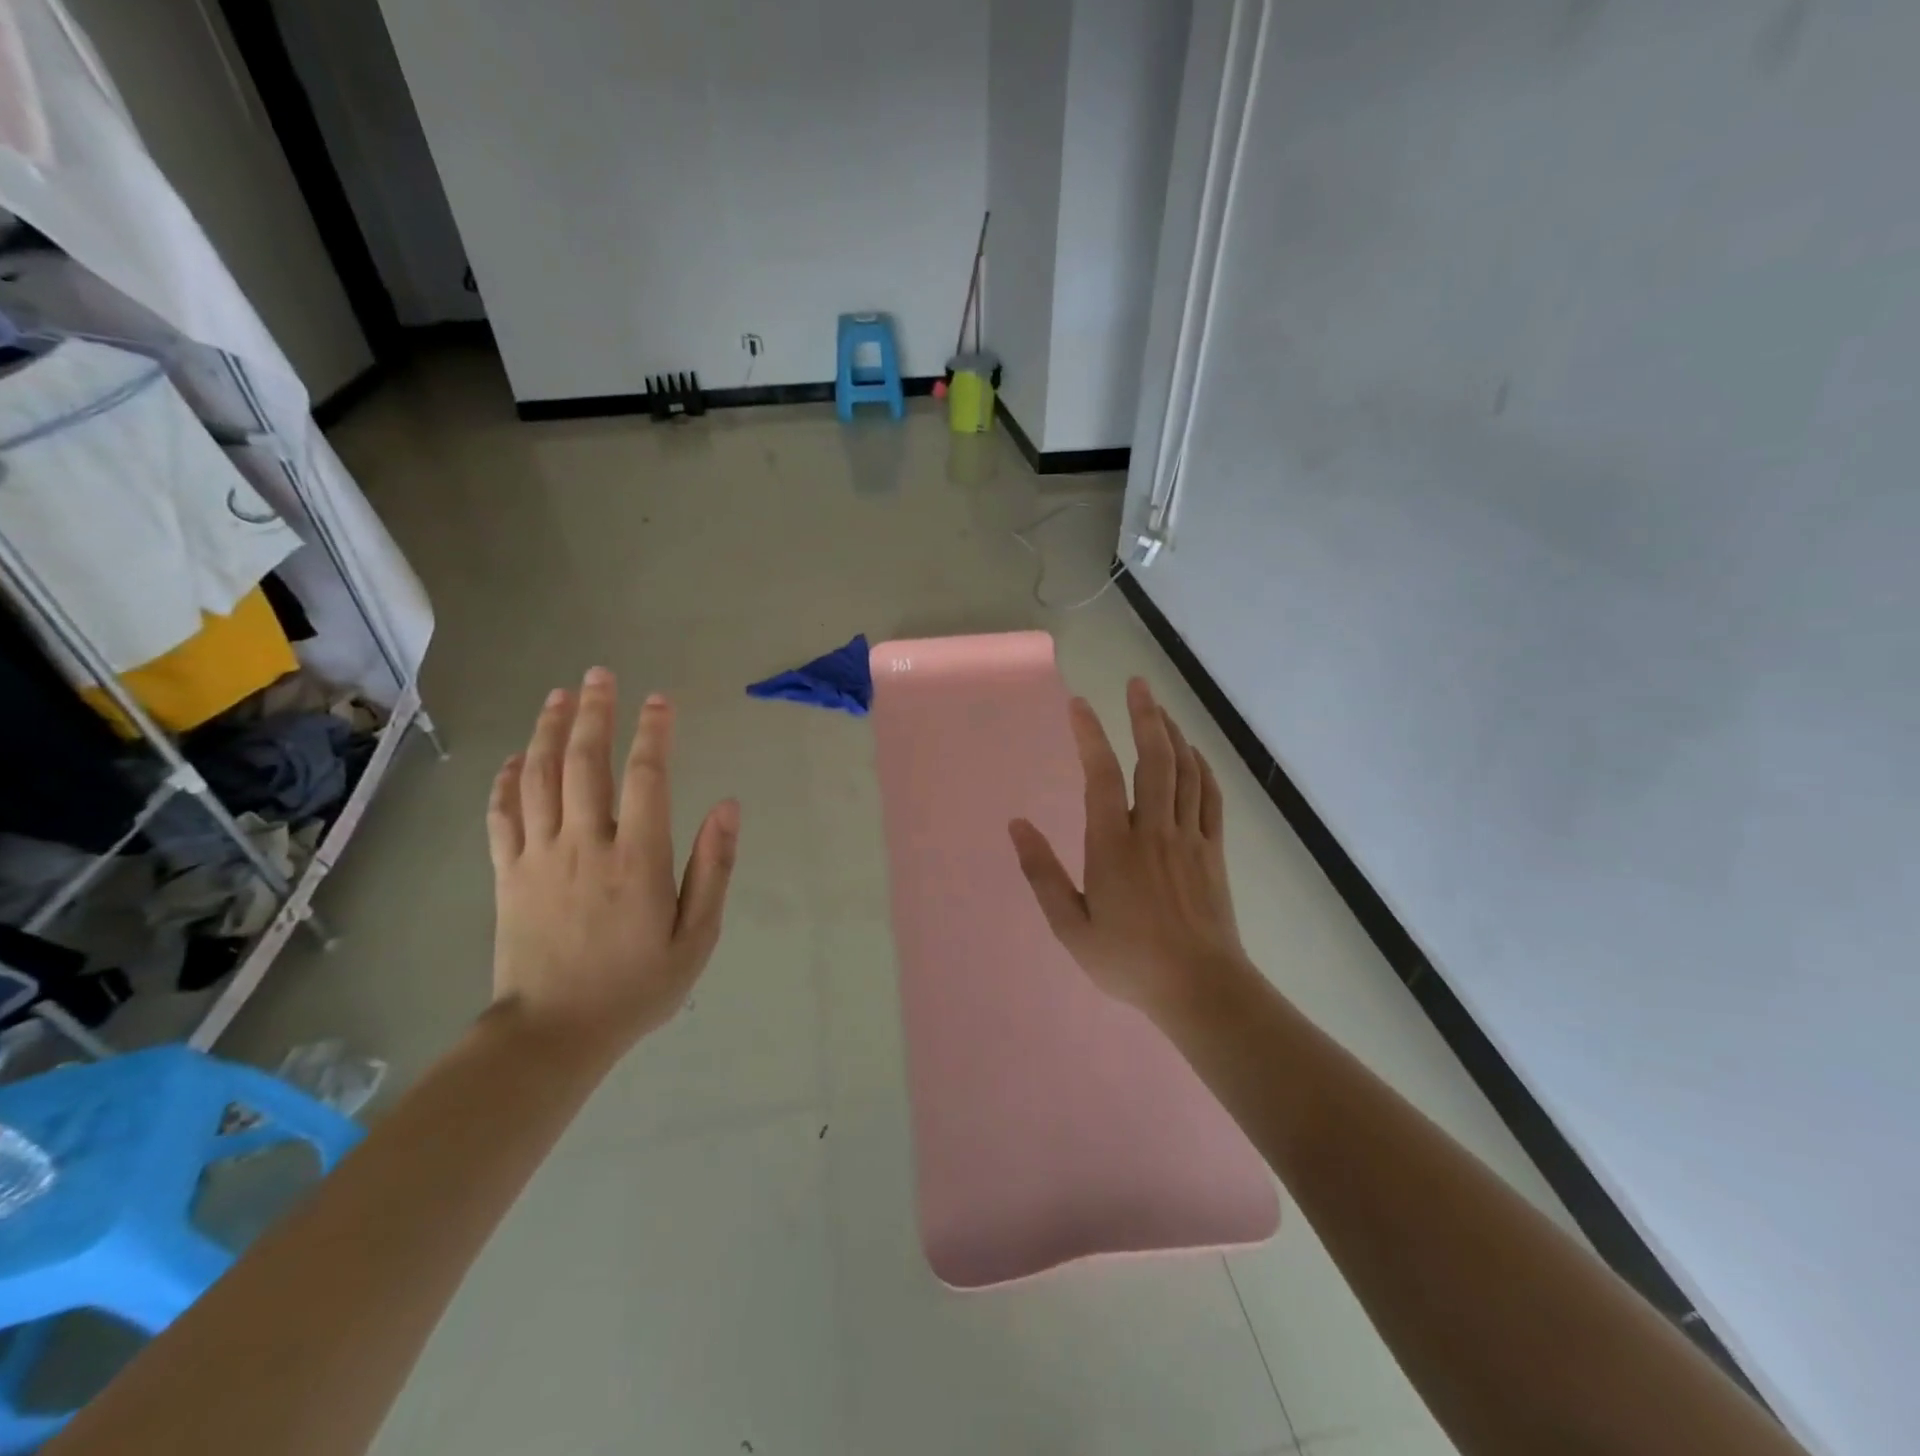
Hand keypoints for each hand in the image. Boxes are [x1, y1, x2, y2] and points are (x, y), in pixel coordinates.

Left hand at [487, 667, 739, 1052]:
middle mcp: (585, 845)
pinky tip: (514, 758)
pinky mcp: (507, 874)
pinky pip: (502, 816)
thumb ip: (713, 867)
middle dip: (593, 713)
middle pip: (585, 763)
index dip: (653, 733)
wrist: (553, 1034)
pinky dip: (506, 781)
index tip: (660, 700)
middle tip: (599, 675)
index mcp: (637, 858)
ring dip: (548, 731)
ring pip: (539, 778)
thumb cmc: (637, 987)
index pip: (646, 777)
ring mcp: (539, 857)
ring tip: (558, 695)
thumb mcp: (697, 936)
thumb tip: (728, 807)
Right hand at [1009, 677, 1246, 1015]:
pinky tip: (1193, 752)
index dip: (1090, 735)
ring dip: (1172, 732)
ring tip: (1159, 707)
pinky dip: (1201, 767)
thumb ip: (1042, 873)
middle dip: (1144, 715)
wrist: (1200, 988)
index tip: (1079, 705)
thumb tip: (1017, 826)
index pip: (1101, 775)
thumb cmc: (1129, 960)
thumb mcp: (1071, 927)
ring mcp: (1189, 837)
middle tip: (1136, 682)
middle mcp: (1153, 830)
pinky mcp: (1213, 850)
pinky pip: (1210, 796)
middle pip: (1152, 758)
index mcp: (1114, 845)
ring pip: (1184, 770)